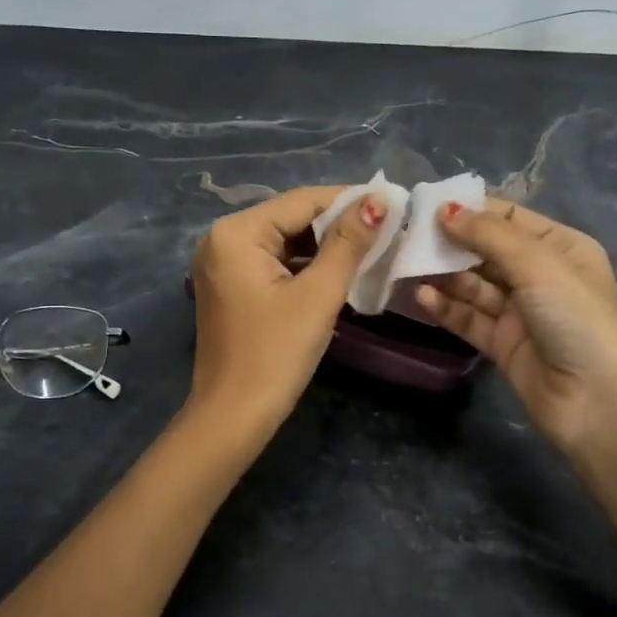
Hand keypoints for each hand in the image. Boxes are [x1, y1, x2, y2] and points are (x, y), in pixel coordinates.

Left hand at [189, 184, 392, 431]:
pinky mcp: (230, 288)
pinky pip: (273, 263)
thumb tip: (379, 201)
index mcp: (236, 232)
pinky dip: (304, 266)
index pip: (302, 201)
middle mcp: (222, 239)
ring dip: (324, 246)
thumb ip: (348, 244)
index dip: (350, 200)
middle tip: (387, 229)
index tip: (394, 203)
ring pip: (284, 241)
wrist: (233, 416)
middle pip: (291, 218)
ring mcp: (222, 265)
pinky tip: (338, 272)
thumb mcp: (318, 295)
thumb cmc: (276, 353)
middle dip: (338, 225)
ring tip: (371, 248)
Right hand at [414, 201, 616, 467]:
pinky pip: (469, 318)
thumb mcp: (538, 265)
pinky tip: (421, 297)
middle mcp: (541, 276)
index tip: (426, 206)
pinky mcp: (503, 344)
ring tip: (405, 266)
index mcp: (561, 248)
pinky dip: (446, 307)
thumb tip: (445, 210)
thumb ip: (489, 235)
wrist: (598, 403)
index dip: (470, 211)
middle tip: (406, 237)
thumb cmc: (576, 319)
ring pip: (473, 286)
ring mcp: (521, 312)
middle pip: (486, 251)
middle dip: (450, 244)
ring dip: (442, 276)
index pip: (508, 218)